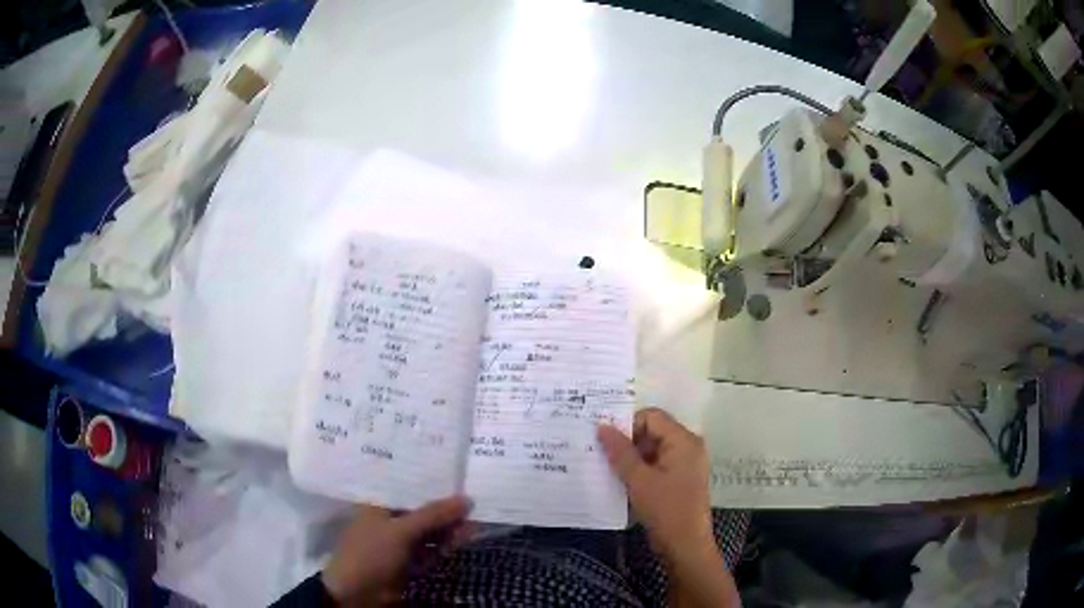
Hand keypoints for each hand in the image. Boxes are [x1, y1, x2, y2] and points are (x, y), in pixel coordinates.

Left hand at [321, 496, 472, 605]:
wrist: (357, 593)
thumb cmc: (371, 552)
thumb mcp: (401, 530)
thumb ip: (433, 515)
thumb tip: (467, 499)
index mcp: (378, 506)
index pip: (408, 490)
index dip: (432, 486)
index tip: (458, 478)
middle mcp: (388, 521)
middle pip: (421, 512)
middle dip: (445, 510)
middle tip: (474, 503)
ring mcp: (398, 543)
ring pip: (428, 532)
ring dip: (449, 528)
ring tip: (475, 521)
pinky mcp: (408, 562)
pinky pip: (430, 550)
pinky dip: (446, 545)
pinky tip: (464, 537)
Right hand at [597, 408, 713, 560]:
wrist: (685, 545)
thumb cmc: (665, 509)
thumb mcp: (638, 480)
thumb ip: (620, 452)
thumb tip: (602, 426)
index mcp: (683, 440)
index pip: (652, 417)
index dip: (627, 425)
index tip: (605, 441)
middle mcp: (688, 446)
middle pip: (653, 430)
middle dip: (628, 441)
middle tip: (601, 453)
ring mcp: (686, 463)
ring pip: (654, 448)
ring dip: (632, 456)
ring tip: (608, 468)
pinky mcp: (681, 478)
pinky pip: (658, 463)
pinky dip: (641, 468)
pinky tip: (622, 480)